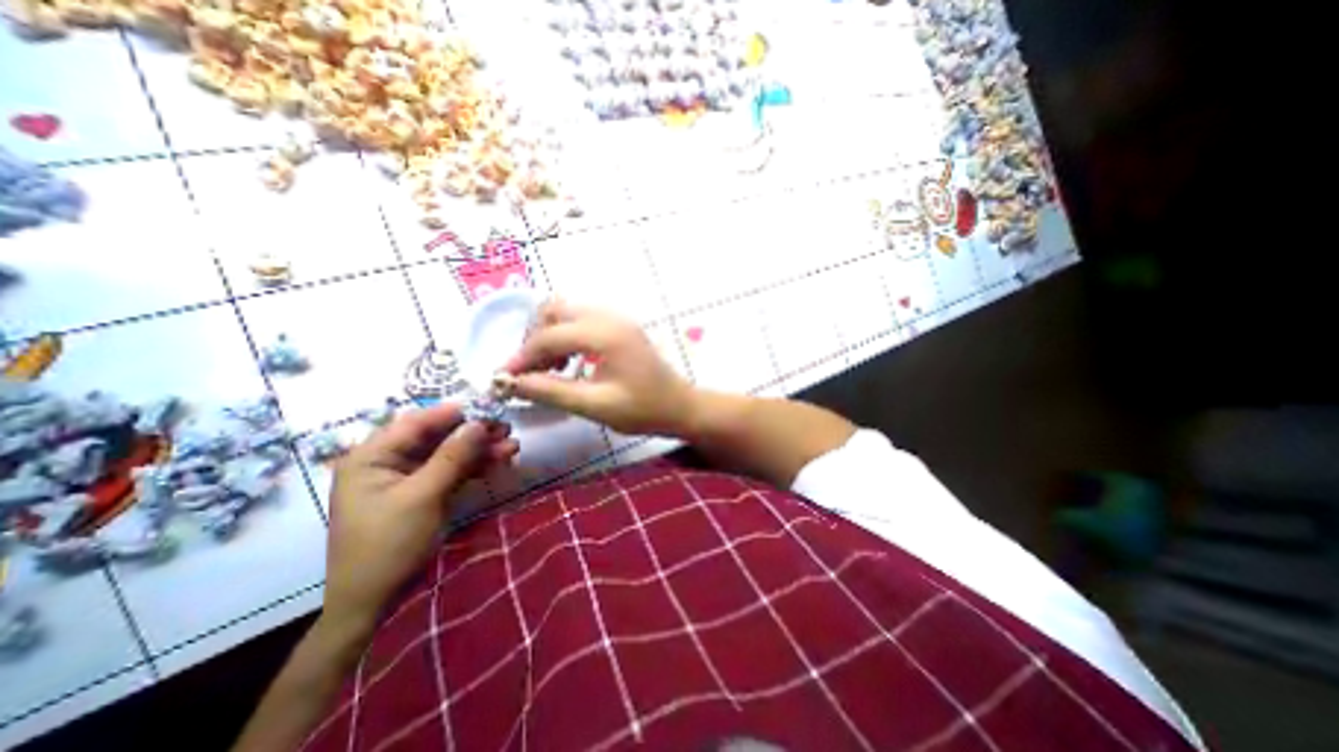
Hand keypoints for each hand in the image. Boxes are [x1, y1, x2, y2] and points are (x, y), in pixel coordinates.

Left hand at [316, 405, 516, 633]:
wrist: (375, 603)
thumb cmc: (387, 545)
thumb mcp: (421, 497)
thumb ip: (451, 457)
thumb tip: (479, 422)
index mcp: (373, 457)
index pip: (417, 423)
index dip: (455, 413)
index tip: (490, 407)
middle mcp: (390, 462)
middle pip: (438, 437)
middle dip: (474, 432)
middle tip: (507, 428)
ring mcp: (410, 478)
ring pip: (450, 453)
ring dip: (481, 449)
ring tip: (513, 445)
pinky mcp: (426, 492)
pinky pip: (454, 471)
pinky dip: (477, 466)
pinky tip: (502, 460)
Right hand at [502, 303, 688, 436]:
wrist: (681, 407)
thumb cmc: (644, 410)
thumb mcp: (596, 406)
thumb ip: (552, 392)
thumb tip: (511, 383)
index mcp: (605, 334)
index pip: (550, 335)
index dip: (522, 357)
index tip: (504, 379)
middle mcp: (610, 317)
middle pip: (555, 311)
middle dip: (535, 339)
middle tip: (530, 371)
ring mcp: (617, 319)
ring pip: (567, 312)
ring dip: (549, 335)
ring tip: (548, 369)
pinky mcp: (620, 327)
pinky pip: (582, 320)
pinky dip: (566, 336)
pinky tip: (567, 362)